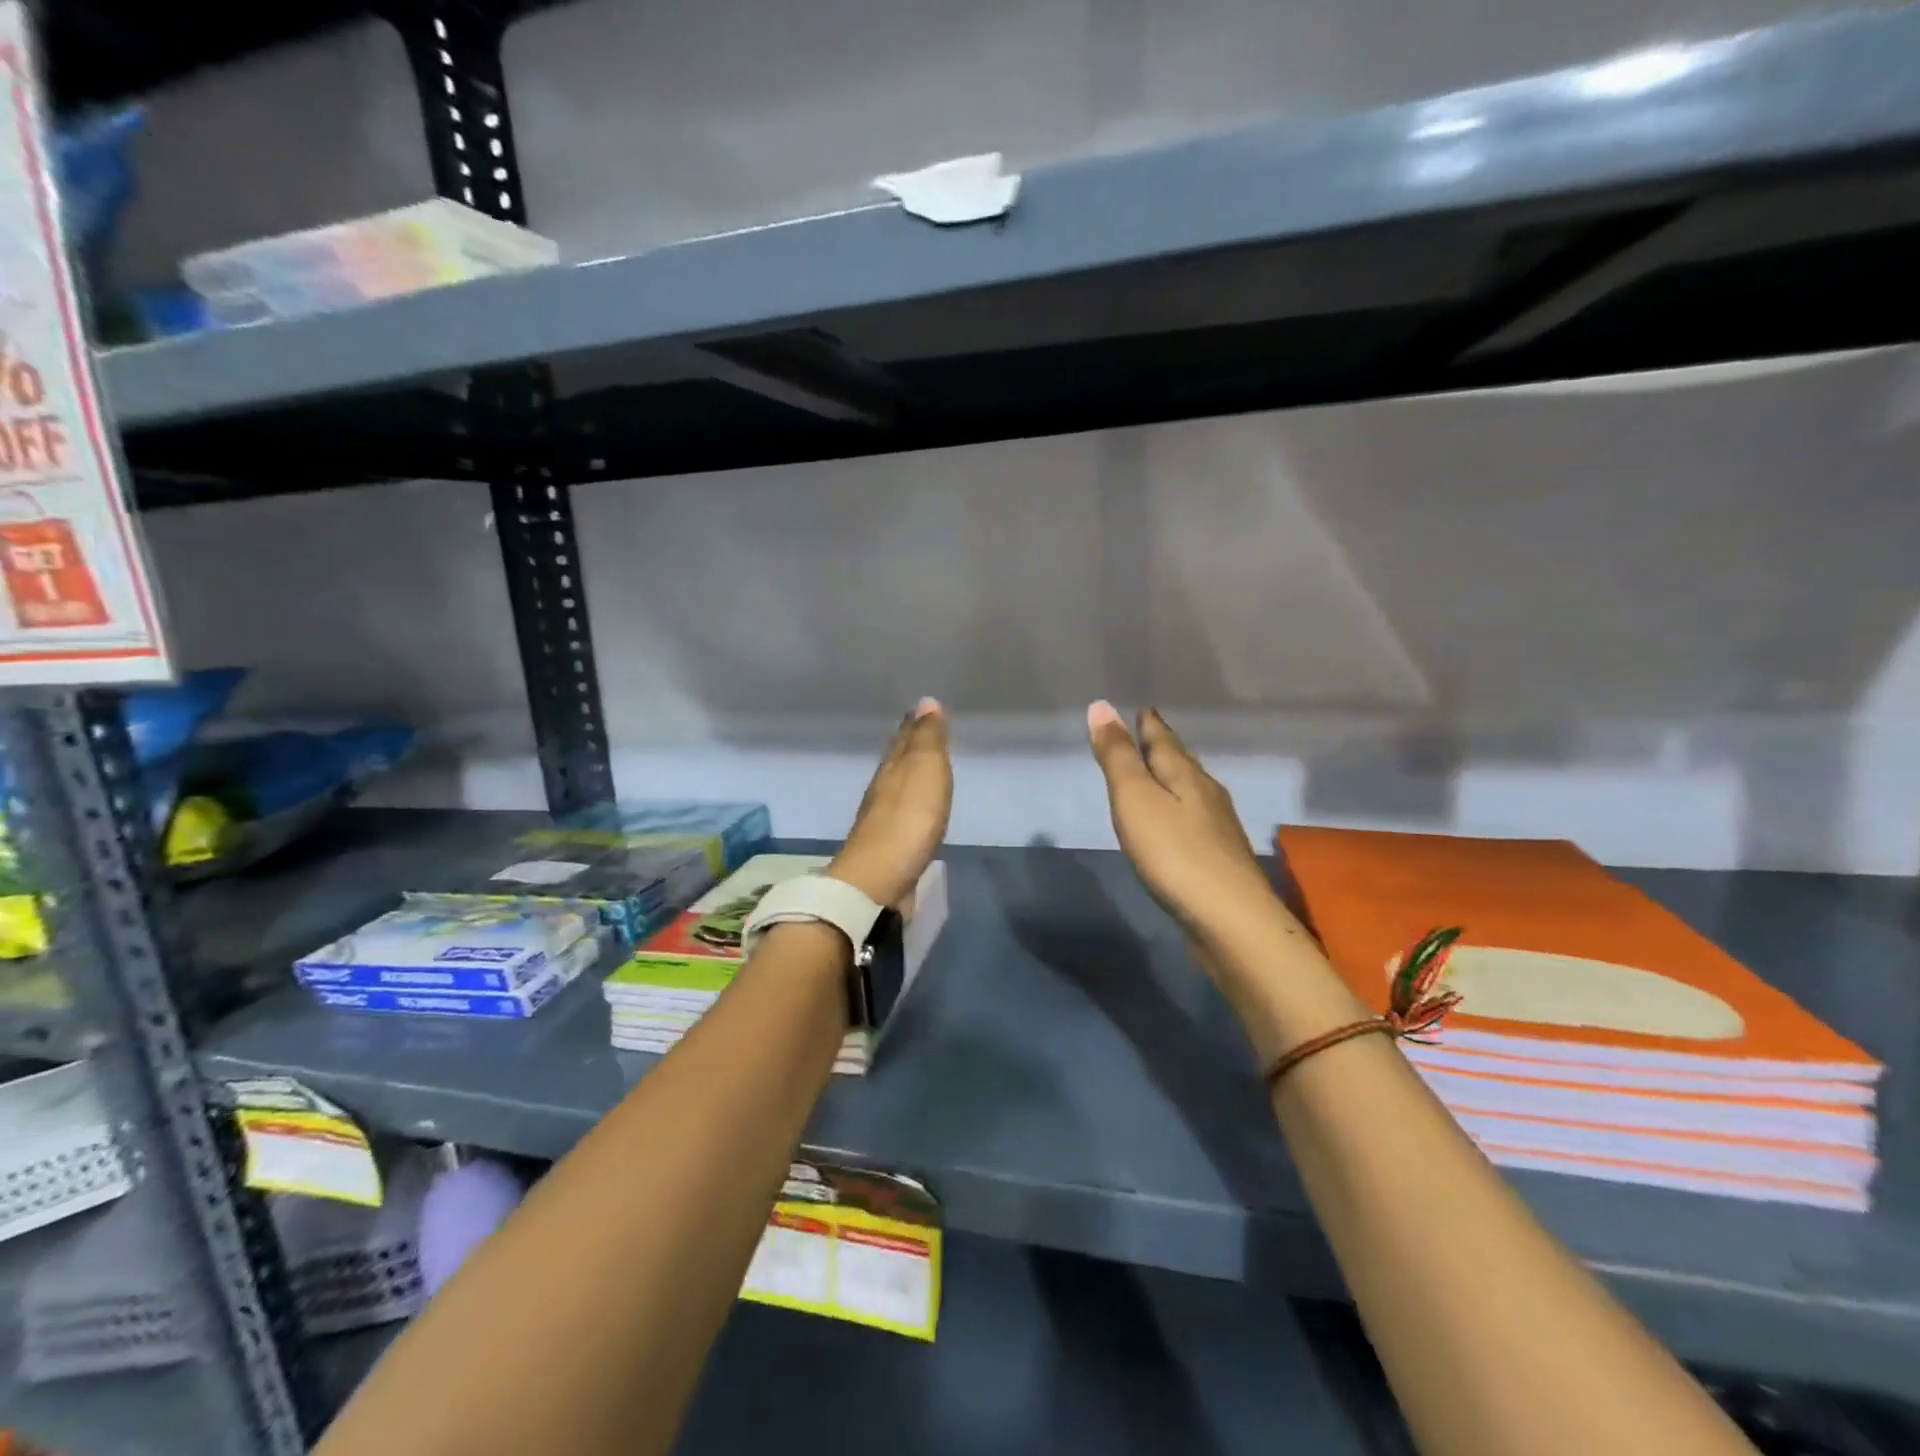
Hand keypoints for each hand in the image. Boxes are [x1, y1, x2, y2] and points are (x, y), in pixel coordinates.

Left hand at [829, 698, 953, 906]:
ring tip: (920, 767)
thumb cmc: (908, 821)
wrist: (879, 880)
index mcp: (892, 768)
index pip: (904, 738)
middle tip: (920, 731)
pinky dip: (909, 803)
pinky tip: (914, 809)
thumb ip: (927, 739)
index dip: (915, 724)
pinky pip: (901, 813)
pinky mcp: (887, 847)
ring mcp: (881, 819)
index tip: (923, 710)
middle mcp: (882, 789)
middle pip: (896, 761)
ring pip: (896, 786)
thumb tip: (926, 702)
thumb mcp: (925, 771)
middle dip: (908, 746)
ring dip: (907, 774)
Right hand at [1086, 702, 1275, 937]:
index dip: (1149, 725)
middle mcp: (1207, 794)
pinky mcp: (1220, 858)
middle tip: (1151, 734)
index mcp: (1185, 775)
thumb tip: (1101, 706)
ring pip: (1193, 790)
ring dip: (1176, 777)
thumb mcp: (1135, 798)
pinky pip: (1195, 819)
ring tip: (1163, 773)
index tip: (1143, 708)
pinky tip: (1180, 822)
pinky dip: (1182, 809)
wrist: (1229, 918)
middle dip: (1165, 747)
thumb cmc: (1174, 852)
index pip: (1164, 740)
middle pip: (1183, 762)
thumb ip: (1117, 756)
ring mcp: (1218, 828)